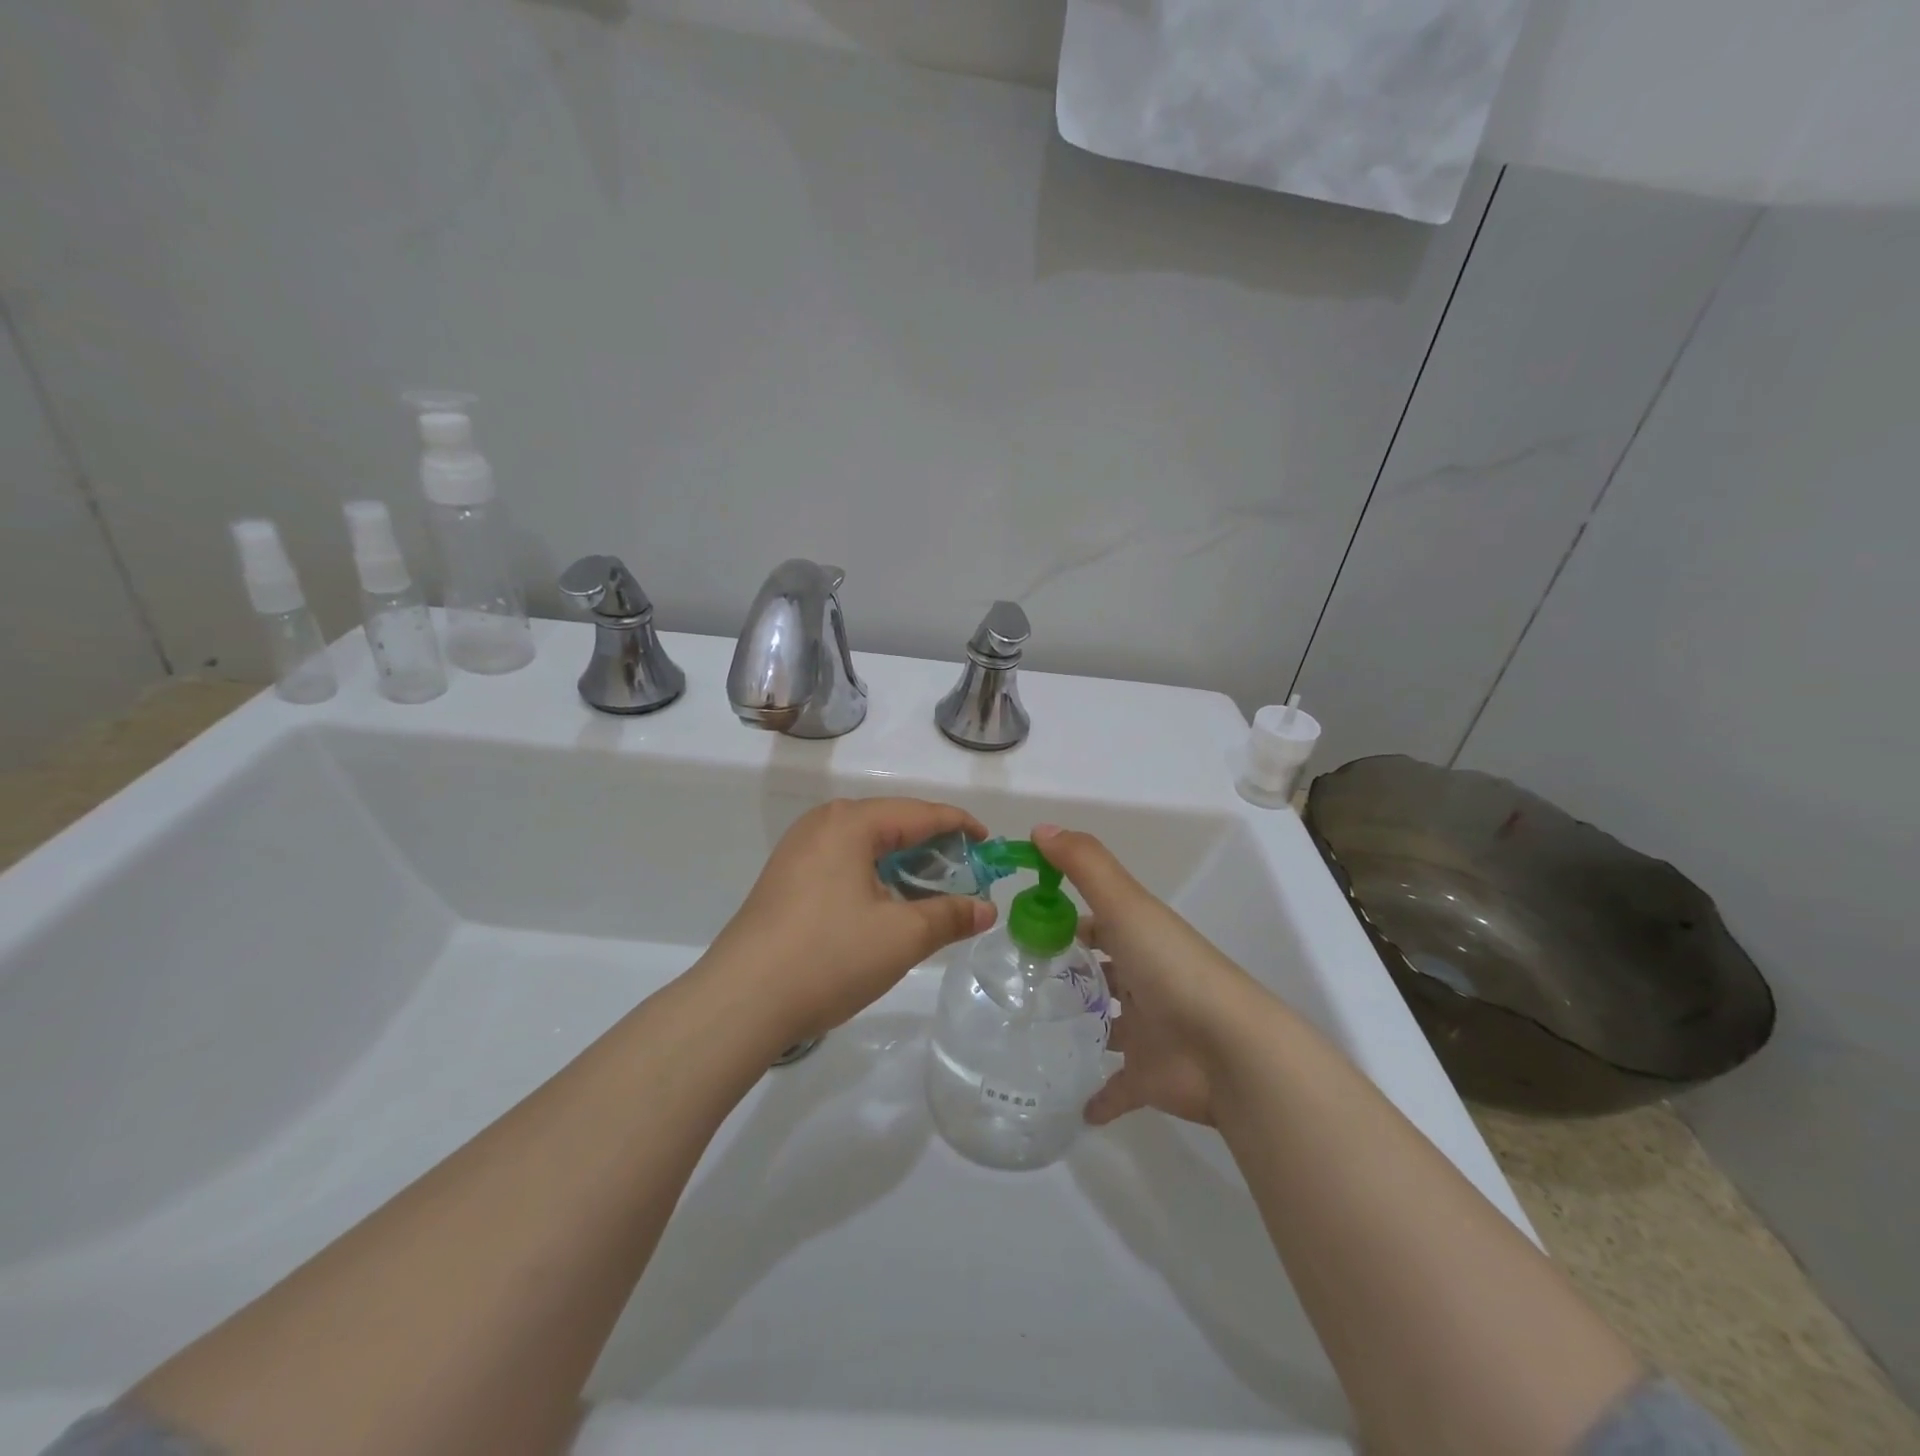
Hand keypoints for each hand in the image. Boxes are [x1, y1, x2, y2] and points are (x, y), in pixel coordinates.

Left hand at [710, 798, 996, 1042]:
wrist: (740, 1001)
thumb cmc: (829, 956)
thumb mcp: (902, 937)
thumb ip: (950, 916)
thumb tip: (986, 909)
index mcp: (851, 822)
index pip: (920, 812)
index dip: (960, 826)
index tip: (990, 845)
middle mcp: (822, 824)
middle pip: (892, 824)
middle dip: (933, 848)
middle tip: (966, 875)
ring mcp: (798, 851)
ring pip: (866, 845)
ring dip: (903, 865)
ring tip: (931, 893)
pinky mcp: (785, 879)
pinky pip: (843, 863)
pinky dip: (874, 876)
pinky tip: (886, 905)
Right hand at [1032, 824, 1271, 1127]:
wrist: (1228, 1050)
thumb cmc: (1171, 968)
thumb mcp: (1126, 905)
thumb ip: (1084, 865)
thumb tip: (1040, 828)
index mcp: (1140, 939)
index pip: (1098, 923)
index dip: (1065, 919)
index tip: (1022, 926)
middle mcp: (1145, 981)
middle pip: (1104, 971)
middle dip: (1072, 972)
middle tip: (1018, 980)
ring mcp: (1148, 1032)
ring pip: (1110, 1025)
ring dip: (1083, 1026)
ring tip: (1030, 1032)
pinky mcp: (1147, 1079)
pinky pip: (1116, 1089)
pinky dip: (1097, 1097)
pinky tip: (1069, 1103)